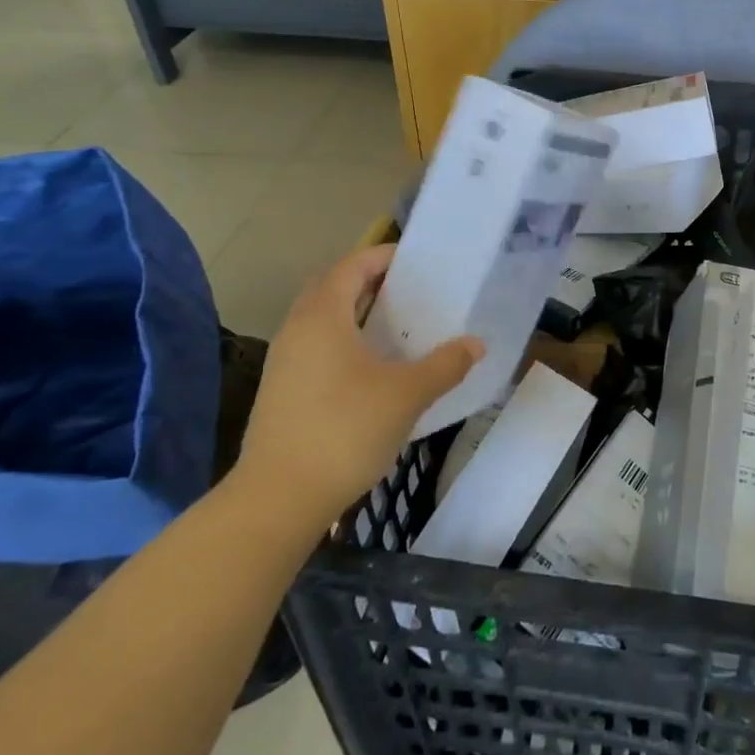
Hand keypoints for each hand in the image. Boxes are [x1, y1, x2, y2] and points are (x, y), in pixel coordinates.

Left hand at [233, 244, 482, 518]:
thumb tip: (476, 344)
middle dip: (369, 281)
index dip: (383, 257)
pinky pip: (316, 345)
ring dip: (354, 312)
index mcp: (323, 316)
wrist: (279, 497)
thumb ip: (445, 365)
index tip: (416, 261)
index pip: (352, 266)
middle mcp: (298, 328)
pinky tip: (371, 367)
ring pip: (321, 318)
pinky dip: (343, 340)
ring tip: (395, 325)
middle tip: (408, 290)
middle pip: (332, 287)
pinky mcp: (282, 389)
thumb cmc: (345, 431)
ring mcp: (284, 360)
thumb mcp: (406, 395)